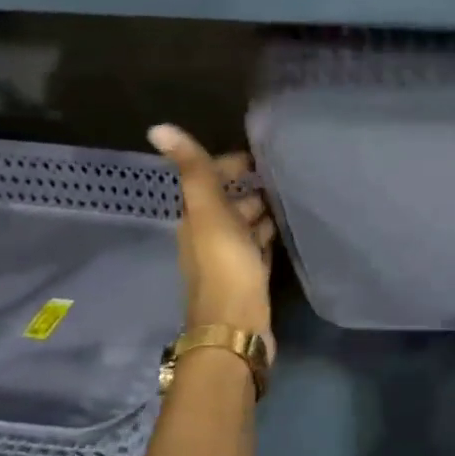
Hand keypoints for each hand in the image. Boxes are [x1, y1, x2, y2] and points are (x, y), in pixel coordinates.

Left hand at [148, 124, 274, 357]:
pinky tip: (290, 229)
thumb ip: (193, 171)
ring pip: (248, 224)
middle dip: (253, 186)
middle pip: (231, 202)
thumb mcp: (209, 213)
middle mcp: (211, 235)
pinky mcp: (251, 277)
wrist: (237, 327)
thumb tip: (158, 128)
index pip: (211, 179)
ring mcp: (231, 258)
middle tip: (287, 172)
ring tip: (296, 195)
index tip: (264, 153)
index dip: (232, 163)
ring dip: (265, 210)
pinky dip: (270, 235)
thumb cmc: (225, 267)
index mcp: (197, 218)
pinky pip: (260, 247)